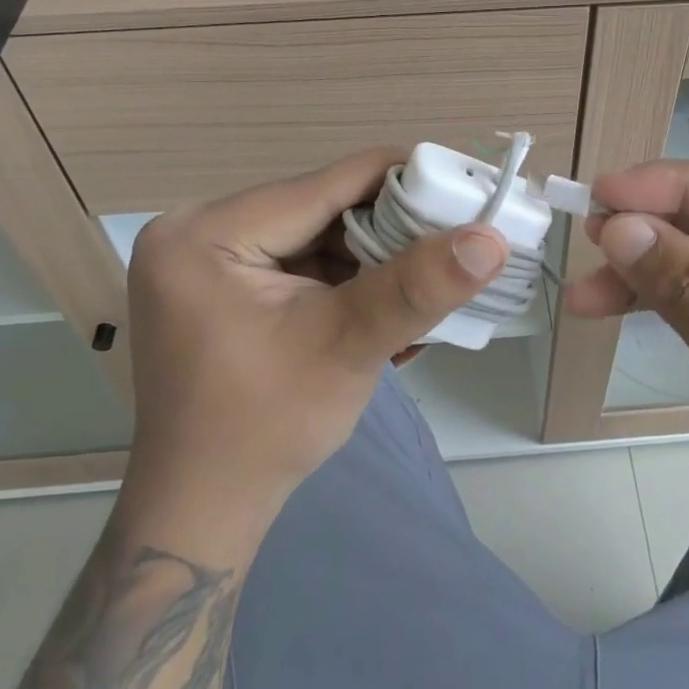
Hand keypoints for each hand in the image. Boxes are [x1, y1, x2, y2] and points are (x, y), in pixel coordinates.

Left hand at [122, 148, 507, 558]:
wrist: (204, 510)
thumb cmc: (265, 429)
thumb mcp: (347, 347)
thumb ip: (417, 287)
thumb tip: (491, 238)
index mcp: (207, 232)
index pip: (323, 184)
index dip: (401, 179)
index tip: (466, 183)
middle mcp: (198, 230)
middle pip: (320, 208)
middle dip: (390, 229)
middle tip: (455, 241)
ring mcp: (208, 259)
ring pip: (317, 235)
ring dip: (374, 257)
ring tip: (430, 279)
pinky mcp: (223, 285)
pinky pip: (299, 262)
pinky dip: (346, 279)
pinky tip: (388, 304)